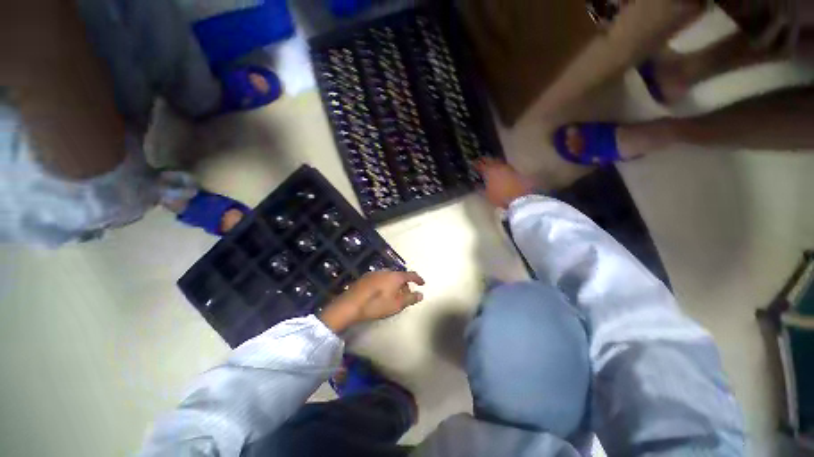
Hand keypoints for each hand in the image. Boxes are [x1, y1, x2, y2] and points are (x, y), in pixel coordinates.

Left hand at [319, 271, 425, 332]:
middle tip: (406, 295)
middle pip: (399, 276)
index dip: (418, 279)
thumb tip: (421, 294)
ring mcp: (374, 273)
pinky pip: (380, 279)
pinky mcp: (365, 278)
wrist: (351, 304)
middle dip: (404, 284)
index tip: (422, 283)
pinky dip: (385, 284)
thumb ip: (410, 299)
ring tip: (393, 296)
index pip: (410, 274)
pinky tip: (380, 294)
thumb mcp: (396, 305)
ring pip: (389, 277)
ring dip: (394, 285)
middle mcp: (386, 271)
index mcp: (395, 276)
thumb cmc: (377, 304)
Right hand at [475, 158, 535, 208]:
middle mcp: (498, 166)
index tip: (472, 163)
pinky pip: (505, 166)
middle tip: (480, 161)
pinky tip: (500, 170)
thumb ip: (479, 188)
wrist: (519, 199)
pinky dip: (501, 166)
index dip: (475, 164)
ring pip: (499, 161)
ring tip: (490, 165)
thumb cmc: (500, 197)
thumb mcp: (486, 194)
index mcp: (489, 171)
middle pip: (490, 159)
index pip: (480, 165)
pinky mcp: (515, 171)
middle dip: (485, 160)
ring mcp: (508, 168)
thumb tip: (475, 183)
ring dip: (494, 162)